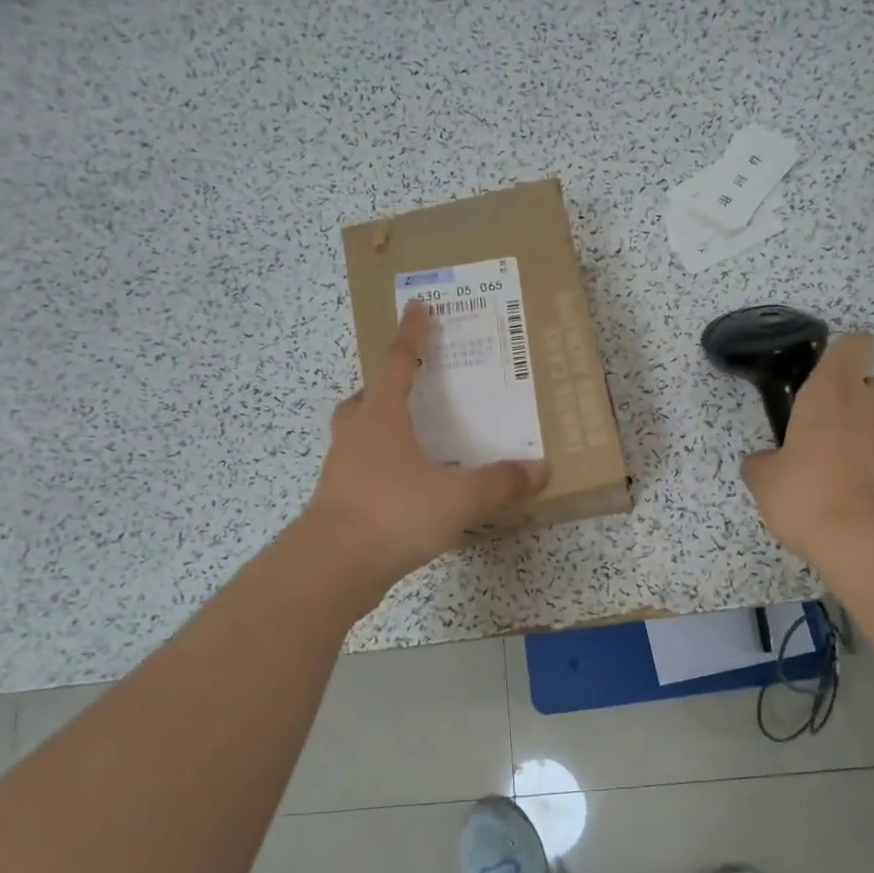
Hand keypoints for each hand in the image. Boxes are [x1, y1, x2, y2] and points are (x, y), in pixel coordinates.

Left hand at [303, 300, 550, 585]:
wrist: (333, 566)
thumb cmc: (394, 513)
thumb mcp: (459, 497)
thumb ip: (500, 483)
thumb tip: (540, 470)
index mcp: (382, 418)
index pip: (397, 362)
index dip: (411, 334)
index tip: (417, 306)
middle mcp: (357, 435)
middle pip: (365, 398)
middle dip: (384, 386)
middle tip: (407, 386)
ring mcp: (342, 469)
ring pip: (358, 436)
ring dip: (379, 429)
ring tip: (409, 439)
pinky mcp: (338, 502)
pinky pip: (360, 471)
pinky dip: (380, 468)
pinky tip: (404, 488)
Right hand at [740, 332, 873, 565]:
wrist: (869, 544)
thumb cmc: (808, 496)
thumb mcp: (764, 480)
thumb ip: (762, 461)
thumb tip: (765, 461)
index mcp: (831, 392)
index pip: (852, 345)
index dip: (840, 353)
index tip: (820, 374)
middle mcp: (870, 403)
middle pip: (864, 384)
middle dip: (844, 400)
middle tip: (816, 431)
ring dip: (858, 433)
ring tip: (832, 469)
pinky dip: (872, 464)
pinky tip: (850, 494)